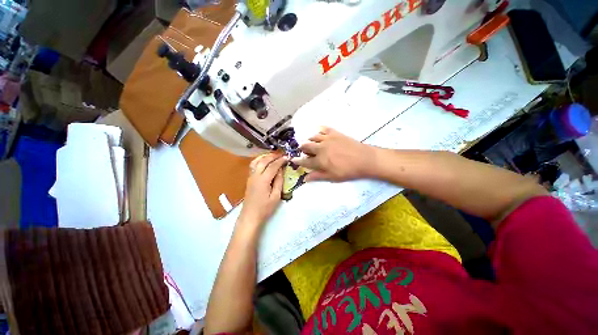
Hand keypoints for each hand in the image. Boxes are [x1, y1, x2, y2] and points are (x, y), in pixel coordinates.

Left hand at [239, 153, 286, 226]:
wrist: (250, 216)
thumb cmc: (265, 208)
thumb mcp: (276, 196)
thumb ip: (278, 182)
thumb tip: (281, 170)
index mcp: (263, 180)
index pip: (273, 166)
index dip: (280, 160)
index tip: (287, 157)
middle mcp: (255, 176)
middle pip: (263, 161)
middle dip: (273, 156)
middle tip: (281, 154)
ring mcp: (250, 177)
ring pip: (256, 161)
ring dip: (265, 156)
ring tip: (273, 155)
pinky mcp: (249, 179)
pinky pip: (253, 165)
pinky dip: (259, 160)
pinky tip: (264, 162)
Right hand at [292, 127, 376, 181]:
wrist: (365, 159)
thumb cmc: (348, 171)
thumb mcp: (332, 177)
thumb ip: (318, 176)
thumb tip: (305, 178)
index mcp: (320, 161)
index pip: (305, 161)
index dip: (298, 161)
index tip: (293, 160)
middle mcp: (320, 148)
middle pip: (306, 146)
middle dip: (302, 148)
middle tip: (303, 150)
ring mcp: (327, 139)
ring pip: (313, 137)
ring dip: (309, 140)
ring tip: (311, 143)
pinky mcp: (334, 133)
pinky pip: (323, 129)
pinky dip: (319, 130)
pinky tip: (319, 132)